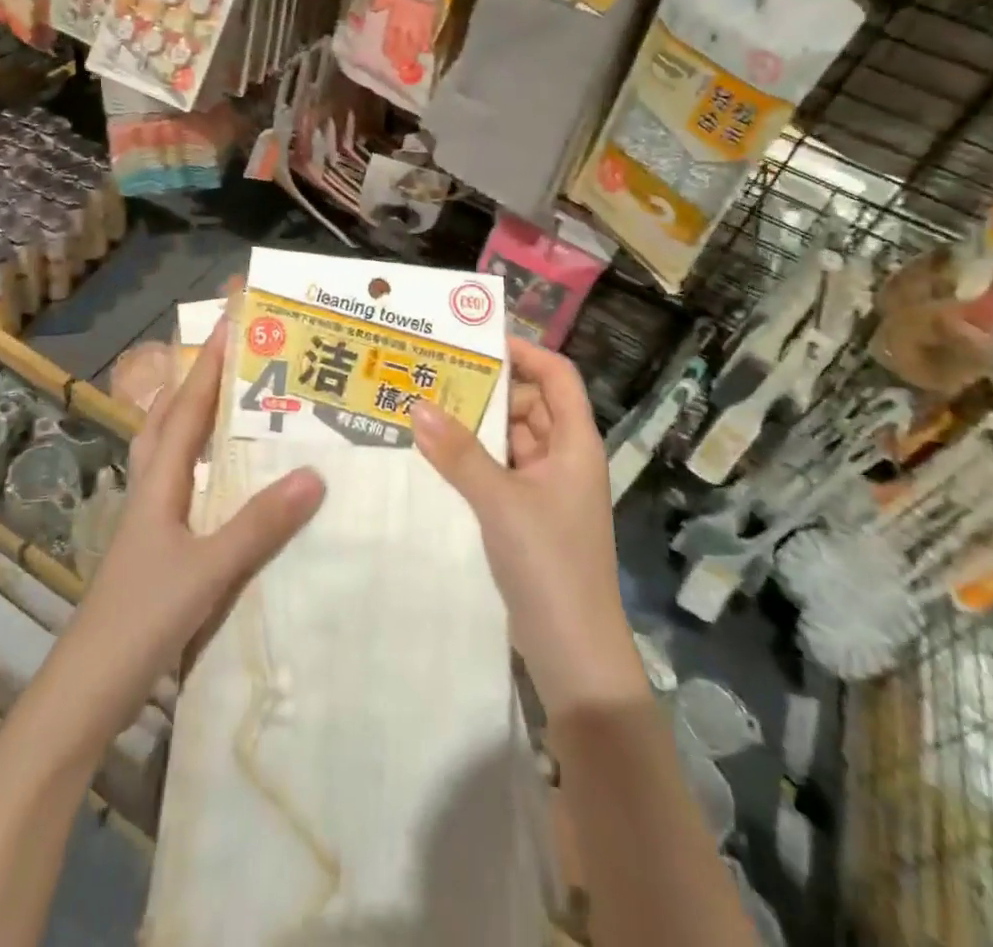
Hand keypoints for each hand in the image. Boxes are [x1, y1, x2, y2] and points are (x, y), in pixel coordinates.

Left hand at [39, 324, 325, 754]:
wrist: (87, 690)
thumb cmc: (141, 619)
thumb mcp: (208, 570)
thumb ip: (259, 525)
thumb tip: (314, 474)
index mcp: (159, 484)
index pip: (186, 411)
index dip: (208, 368)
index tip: (230, 326)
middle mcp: (150, 491)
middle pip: (168, 422)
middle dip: (196, 385)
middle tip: (231, 359)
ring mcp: (149, 522)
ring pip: (169, 454)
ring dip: (193, 421)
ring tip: (229, 406)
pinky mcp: (154, 549)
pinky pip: (180, 487)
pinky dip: (199, 466)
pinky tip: (223, 481)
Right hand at [411, 337, 644, 713]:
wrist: (573, 651)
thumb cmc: (549, 563)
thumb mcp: (500, 501)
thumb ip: (458, 453)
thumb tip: (417, 405)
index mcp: (574, 442)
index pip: (556, 375)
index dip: (524, 352)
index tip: (476, 341)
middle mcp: (564, 457)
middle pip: (530, 403)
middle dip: (488, 388)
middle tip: (435, 373)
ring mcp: (547, 488)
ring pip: (511, 439)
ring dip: (476, 425)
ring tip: (426, 406)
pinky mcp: (529, 515)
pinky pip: (501, 470)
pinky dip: (474, 459)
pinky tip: (436, 455)